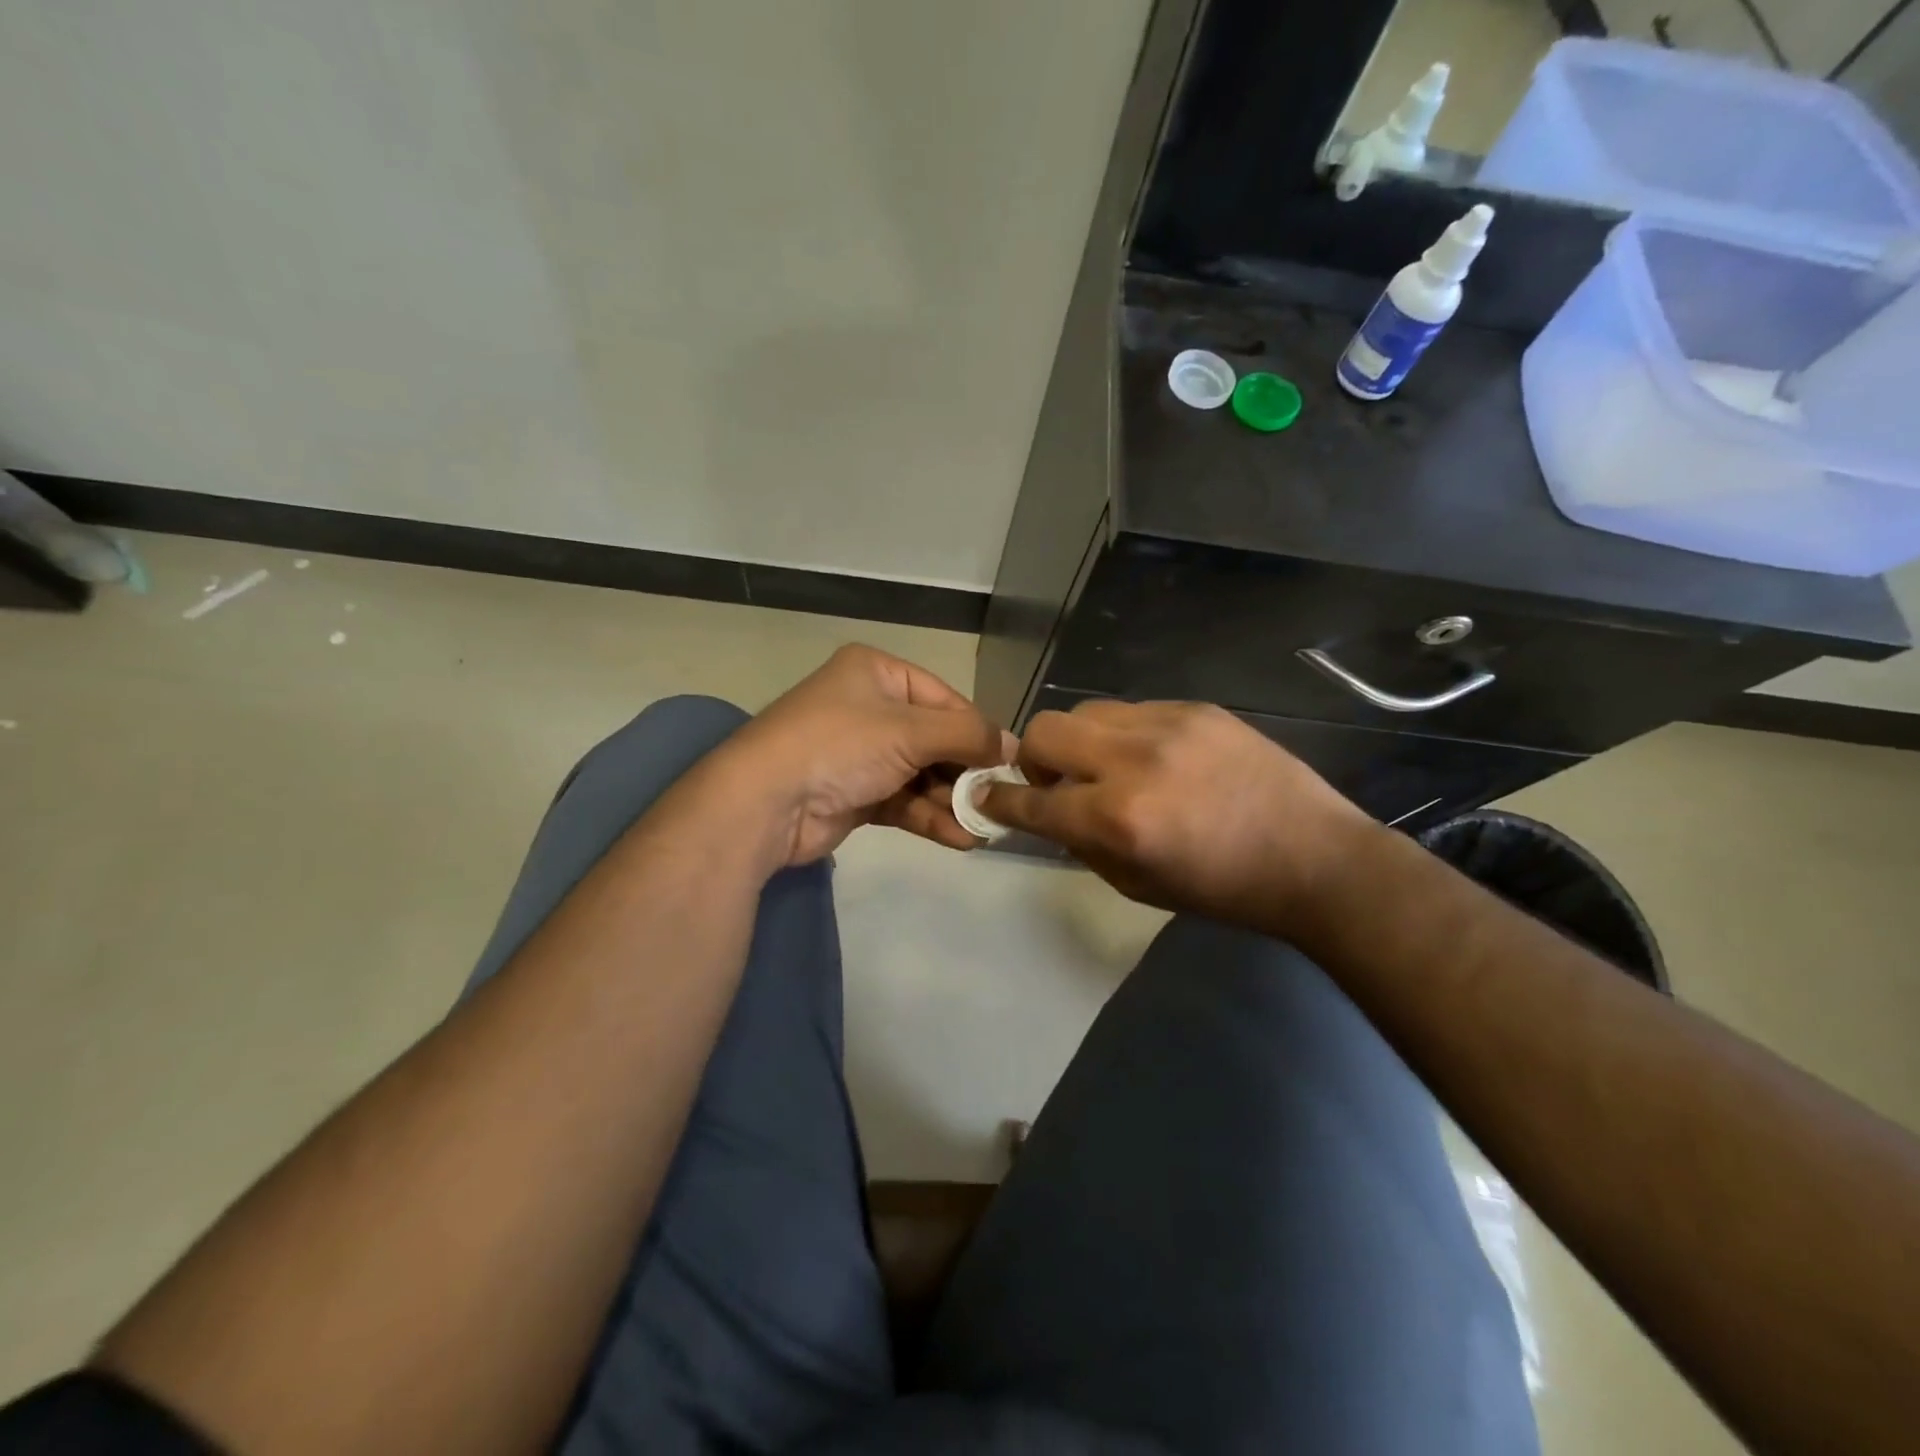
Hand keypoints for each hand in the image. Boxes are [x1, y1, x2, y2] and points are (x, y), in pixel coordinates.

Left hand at [704, 645, 1012, 867]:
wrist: (765, 802)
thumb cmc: (841, 746)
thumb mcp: (911, 730)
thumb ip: (967, 735)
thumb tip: (1014, 746)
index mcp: (877, 673)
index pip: (944, 698)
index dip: (978, 730)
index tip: (1011, 762)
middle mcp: (870, 708)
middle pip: (935, 739)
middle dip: (966, 772)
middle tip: (1000, 801)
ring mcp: (860, 754)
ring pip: (921, 774)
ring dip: (952, 800)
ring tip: (987, 826)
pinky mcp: (855, 794)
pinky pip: (904, 801)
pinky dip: (930, 817)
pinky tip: (961, 838)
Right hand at [982, 700, 1375, 931]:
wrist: (1314, 858)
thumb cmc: (1223, 890)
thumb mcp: (1137, 885)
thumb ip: (1082, 843)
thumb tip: (1050, 811)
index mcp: (1119, 820)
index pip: (1033, 800)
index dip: (999, 800)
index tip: (985, 797)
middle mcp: (1134, 762)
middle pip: (1045, 731)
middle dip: (1035, 760)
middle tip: (1058, 784)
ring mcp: (1168, 725)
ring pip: (1085, 711)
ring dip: (1080, 743)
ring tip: (1107, 769)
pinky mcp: (1196, 708)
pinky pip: (1132, 711)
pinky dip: (1123, 736)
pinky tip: (1152, 760)